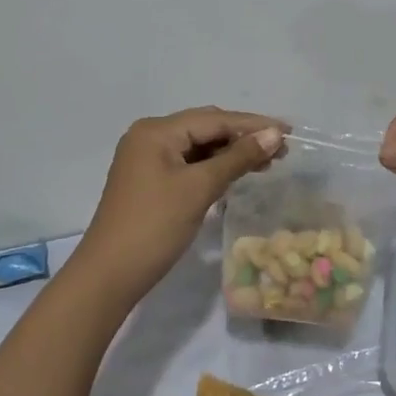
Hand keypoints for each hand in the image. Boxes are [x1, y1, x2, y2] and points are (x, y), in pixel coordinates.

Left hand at [73, 108, 284, 307]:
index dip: (252, 124)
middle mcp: (150, 136)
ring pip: (198, 147)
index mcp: (156, 131)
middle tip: (281, 148)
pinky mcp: (149, 180)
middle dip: (243, 137)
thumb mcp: (199, 189)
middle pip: (205, 128)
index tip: (288, 130)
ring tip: (267, 162)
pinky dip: (214, 167)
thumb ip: (238, 158)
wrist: (108, 276)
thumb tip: (273, 134)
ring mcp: (147, 159)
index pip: (213, 119)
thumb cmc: (154, 226)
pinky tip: (236, 174)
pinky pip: (188, 163)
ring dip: (231, 153)